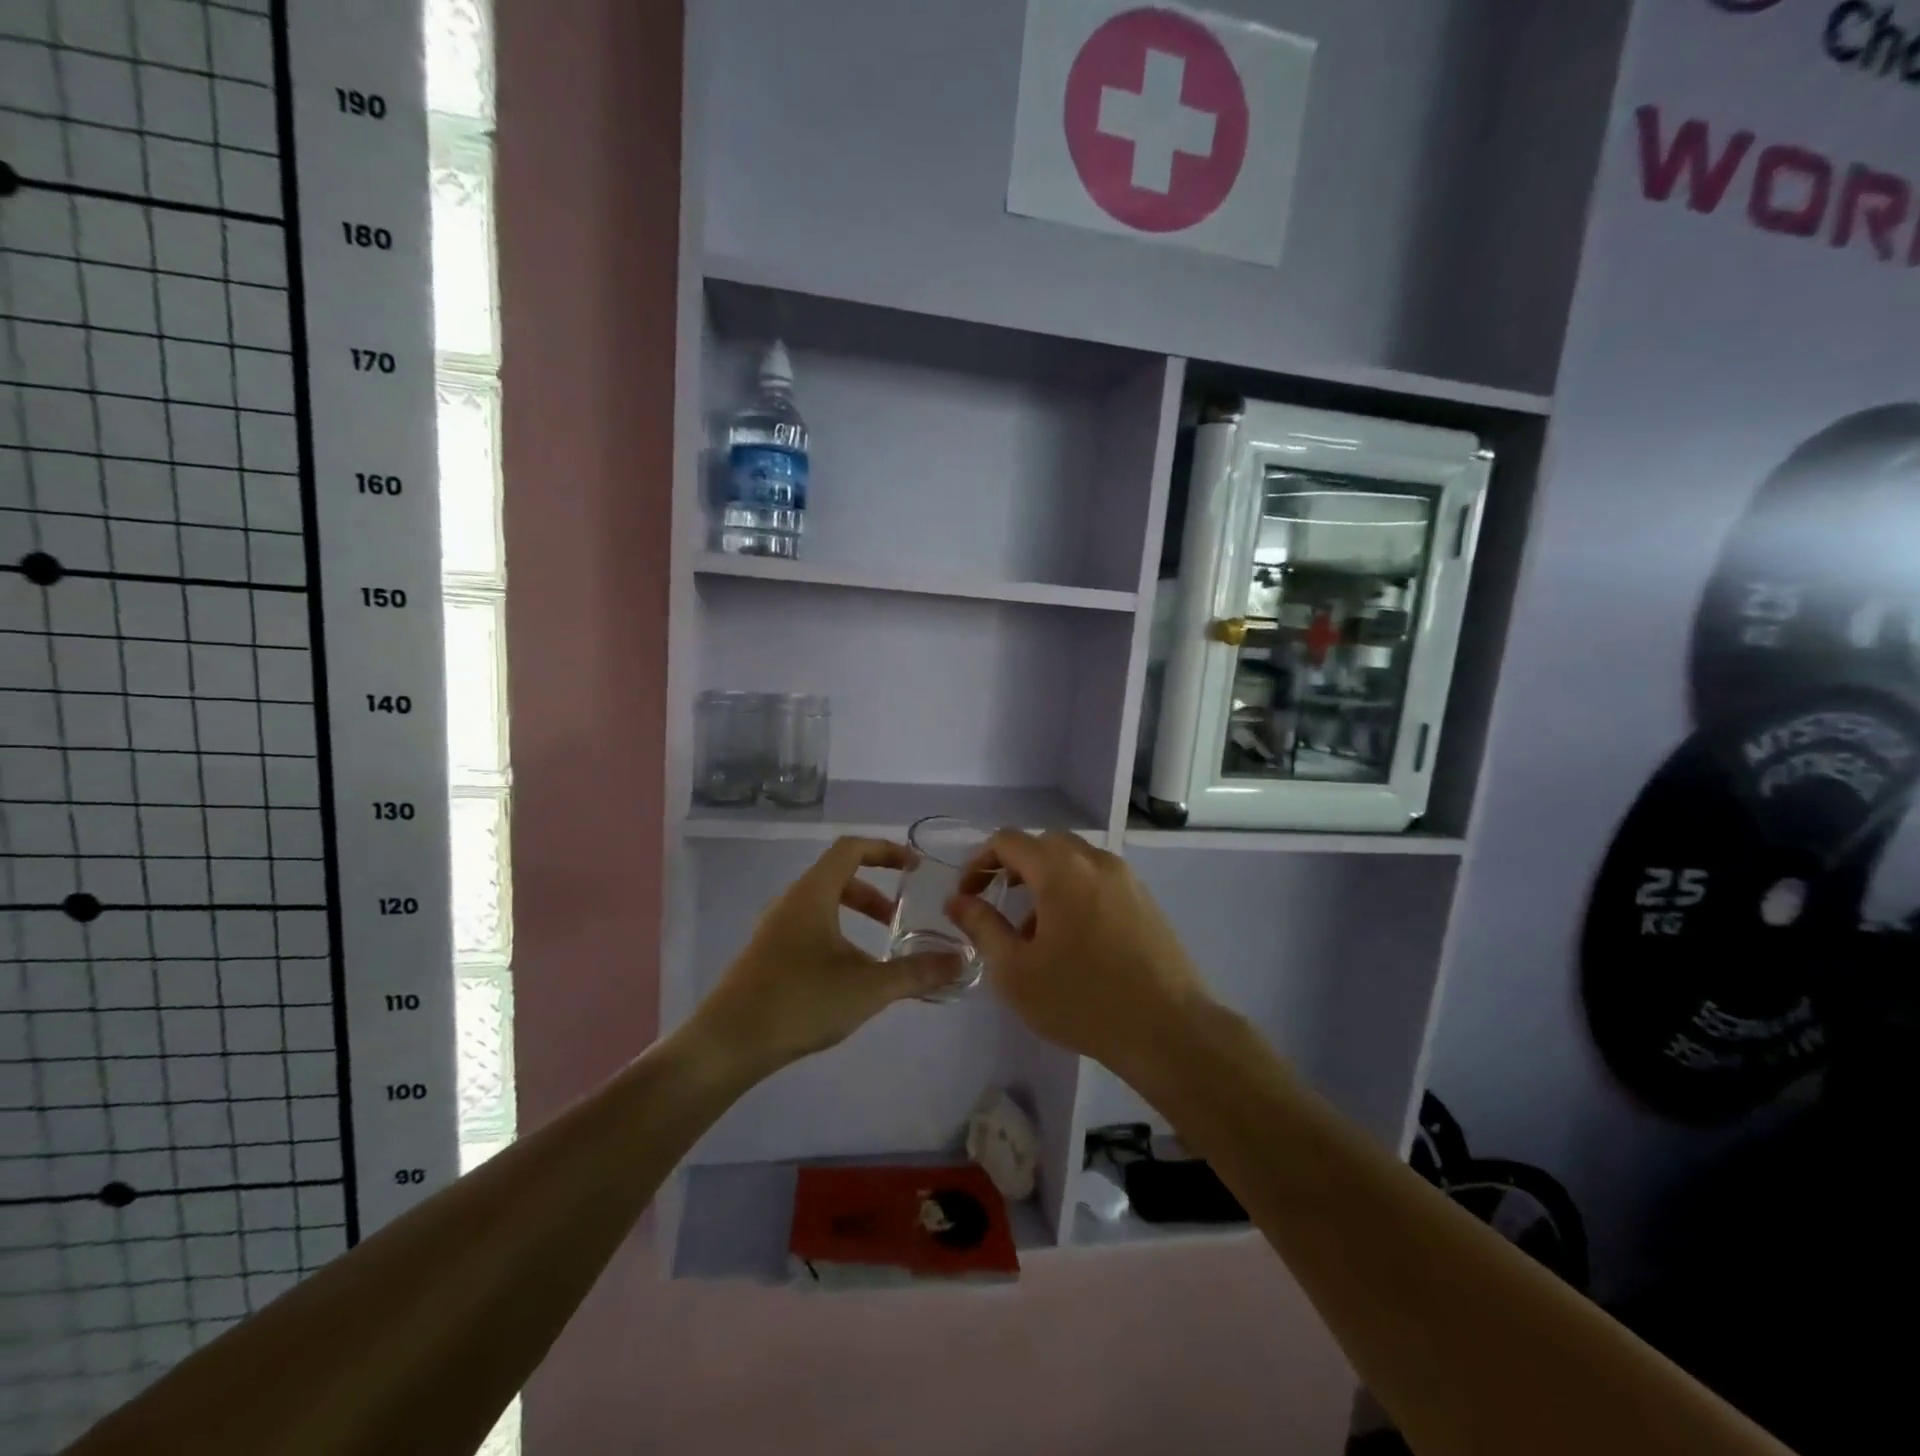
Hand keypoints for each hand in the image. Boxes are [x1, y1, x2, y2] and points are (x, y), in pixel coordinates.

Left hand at [692, 836, 964, 1077]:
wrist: (727, 1044)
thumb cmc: (800, 1002)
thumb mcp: (868, 987)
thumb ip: (917, 972)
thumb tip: (960, 960)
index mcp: (812, 893)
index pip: (851, 848)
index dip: (886, 850)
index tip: (915, 867)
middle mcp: (790, 901)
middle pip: (838, 876)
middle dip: (873, 892)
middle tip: (898, 918)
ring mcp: (773, 928)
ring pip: (822, 904)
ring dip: (854, 916)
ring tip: (878, 951)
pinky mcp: (765, 954)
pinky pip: (808, 927)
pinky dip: (836, 935)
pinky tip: (846, 976)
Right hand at [946, 830, 1211, 1070]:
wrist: (1169, 1029)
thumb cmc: (1082, 1000)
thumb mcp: (1016, 970)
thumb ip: (982, 927)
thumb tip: (958, 900)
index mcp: (1061, 869)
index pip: (1008, 840)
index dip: (979, 862)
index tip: (968, 895)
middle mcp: (1095, 860)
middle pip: (1043, 844)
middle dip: (1014, 866)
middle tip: (998, 902)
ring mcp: (1126, 878)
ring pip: (1074, 860)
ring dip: (1046, 880)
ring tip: (1035, 930)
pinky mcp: (1145, 899)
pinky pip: (1098, 879)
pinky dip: (1075, 891)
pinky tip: (1074, 940)